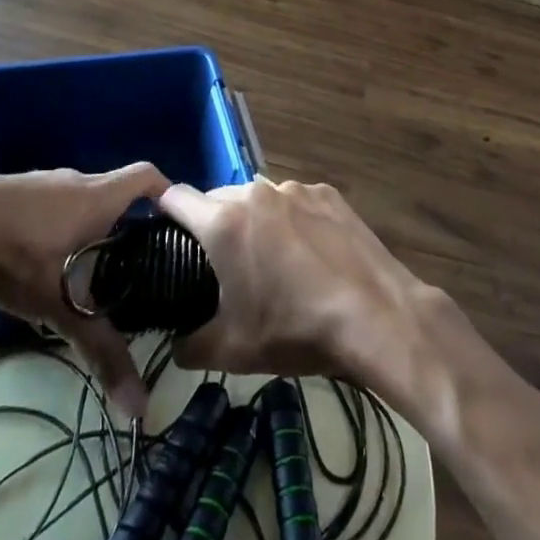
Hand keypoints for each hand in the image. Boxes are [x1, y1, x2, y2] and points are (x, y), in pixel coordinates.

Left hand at [0, 165, 168, 416]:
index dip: (167, 193)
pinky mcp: (15, 192)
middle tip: (140, 264)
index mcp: (98, 196)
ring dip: (92, 226)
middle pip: (116, 193)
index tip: (177, 222)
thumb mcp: (61, 305)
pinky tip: (44, 262)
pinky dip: (60, 226)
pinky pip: (52, 205)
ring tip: (95, 270)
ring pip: (81, 200)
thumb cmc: (18, 254)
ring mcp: (43, 182)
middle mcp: (77, 181)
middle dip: (130, 224)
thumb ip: (100, 350)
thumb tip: (139, 406)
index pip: (147, 177)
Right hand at [156, 179, 436, 386]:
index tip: (166, 237)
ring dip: (253, 221)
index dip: (163, 214)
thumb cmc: (295, 330)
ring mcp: (295, 189)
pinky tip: (310, 254)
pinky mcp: (327, 193)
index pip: (174, 197)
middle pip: (217, 198)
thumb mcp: (232, 351)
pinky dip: (291, 220)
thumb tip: (175, 344)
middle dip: (212, 224)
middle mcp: (256, 192)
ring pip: (258, 198)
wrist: (375, 316)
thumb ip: (189, 344)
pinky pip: (294, 202)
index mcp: (224, 222)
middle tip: (222, 266)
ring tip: (271, 261)